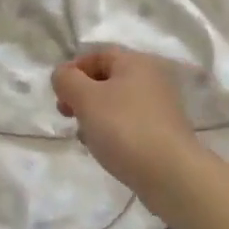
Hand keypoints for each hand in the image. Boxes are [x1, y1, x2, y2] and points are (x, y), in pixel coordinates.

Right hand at [52, 46, 199, 192]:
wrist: (170, 173)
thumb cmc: (124, 127)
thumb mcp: (86, 99)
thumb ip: (67, 80)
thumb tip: (62, 75)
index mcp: (136, 62)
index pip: (98, 54)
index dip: (74, 69)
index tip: (58, 92)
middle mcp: (152, 78)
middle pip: (108, 79)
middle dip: (82, 94)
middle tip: (66, 113)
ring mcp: (160, 106)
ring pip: (117, 103)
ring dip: (95, 115)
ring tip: (83, 135)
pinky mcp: (163, 132)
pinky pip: (129, 123)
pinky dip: (112, 130)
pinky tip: (103, 148)